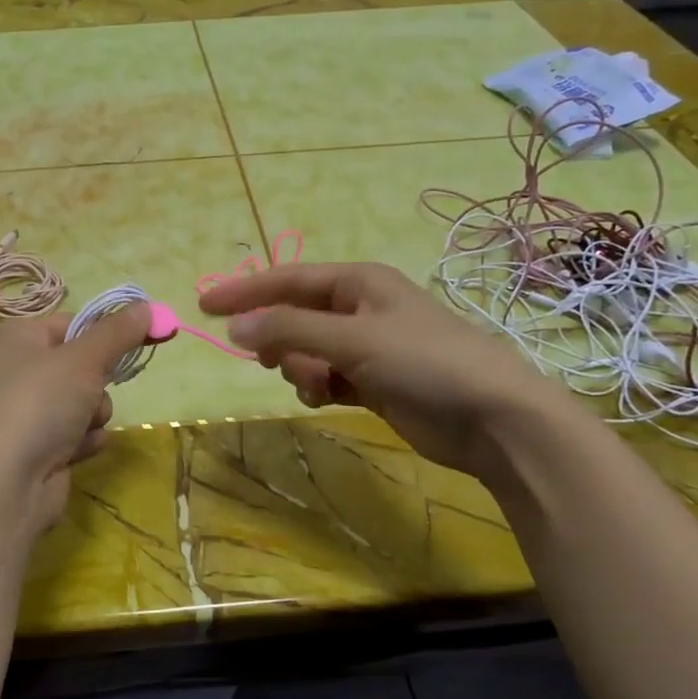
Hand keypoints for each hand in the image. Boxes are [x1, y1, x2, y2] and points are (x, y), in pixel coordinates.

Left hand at [0, 303, 152, 540]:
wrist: (2, 487)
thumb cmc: (37, 405)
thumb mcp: (83, 360)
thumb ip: (118, 332)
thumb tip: (148, 306)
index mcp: (14, 337)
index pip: (72, 323)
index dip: (105, 333)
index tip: (143, 337)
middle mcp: (14, 370)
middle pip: (80, 364)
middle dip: (98, 382)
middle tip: (95, 390)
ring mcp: (24, 411)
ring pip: (85, 400)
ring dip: (94, 414)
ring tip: (79, 428)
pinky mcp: (37, 446)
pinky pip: (77, 432)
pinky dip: (83, 440)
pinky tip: (73, 452)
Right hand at [200, 262, 571, 476]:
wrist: (493, 419)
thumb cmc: (425, 363)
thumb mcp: (352, 340)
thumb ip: (289, 331)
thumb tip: (233, 326)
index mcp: (358, 282)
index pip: (287, 280)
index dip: (244, 291)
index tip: (204, 305)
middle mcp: (360, 308)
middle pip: (294, 317)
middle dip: (280, 341)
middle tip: (274, 362)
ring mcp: (368, 346)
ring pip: (307, 351)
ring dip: (301, 369)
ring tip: (320, 385)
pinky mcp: (374, 381)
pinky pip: (326, 376)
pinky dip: (319, 387)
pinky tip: (329, 398)